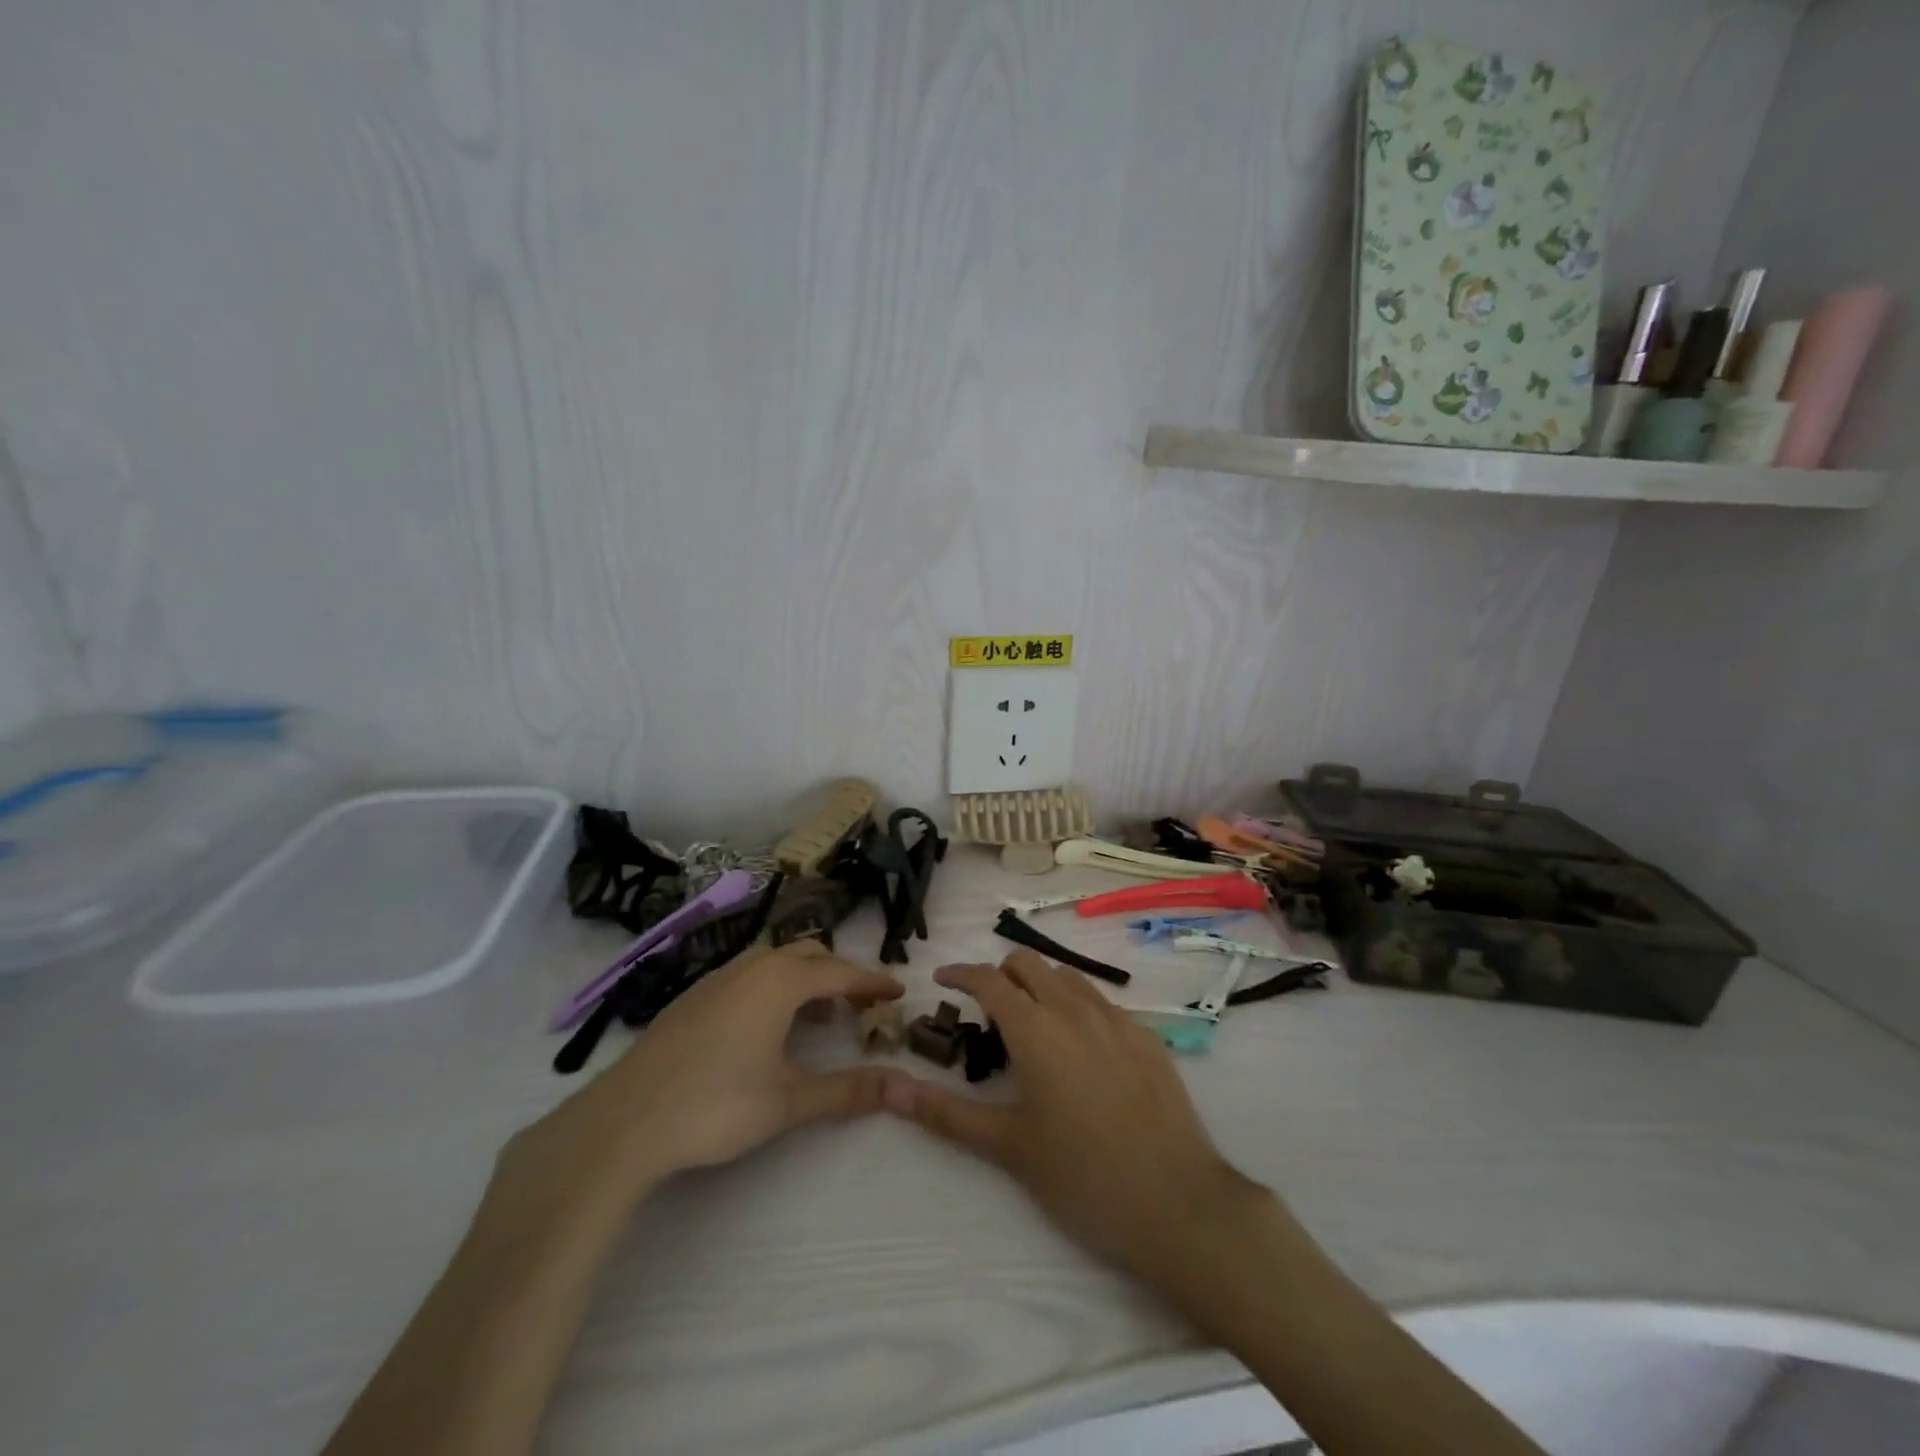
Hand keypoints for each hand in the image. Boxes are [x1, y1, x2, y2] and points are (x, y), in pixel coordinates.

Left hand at [506, 942, 905, 1204]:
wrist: (623, 1121)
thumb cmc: (715, 1105)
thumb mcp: (788, 1101)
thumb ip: (846, 1090)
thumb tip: (900, 1085)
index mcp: (780, 982)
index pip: (841, 972)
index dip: (872, 982)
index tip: (898, 991)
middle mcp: (751, 967)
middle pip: (808, 955)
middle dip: (840, 974)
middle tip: (861, 1003)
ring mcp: (716, 979)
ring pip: (775, 962)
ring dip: (805, 979)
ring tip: (819, 1015)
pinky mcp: (692, 997)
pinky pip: (748, 975)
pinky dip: (774, 987)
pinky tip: (766, 1026)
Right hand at [882, 951, 1257, 1283]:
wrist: (1179, 1205)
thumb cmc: (1083, 1178)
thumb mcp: (1007, 1148)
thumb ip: (946, 1113)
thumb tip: (890, 1091)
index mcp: (1036, 1030)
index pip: (988, 979)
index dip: (960, 973)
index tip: (941, 981)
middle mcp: (1075, 1009)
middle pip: (1028, 963)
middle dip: (1000, 975)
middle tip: (987, 1014)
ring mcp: (1117, 1019)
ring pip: (1067, 977)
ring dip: (1040, 986)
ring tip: (1032, 1029)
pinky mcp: (1147, 1036)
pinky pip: (1101, 1002)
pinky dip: (1076, 1007)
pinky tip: (1081, 1053)